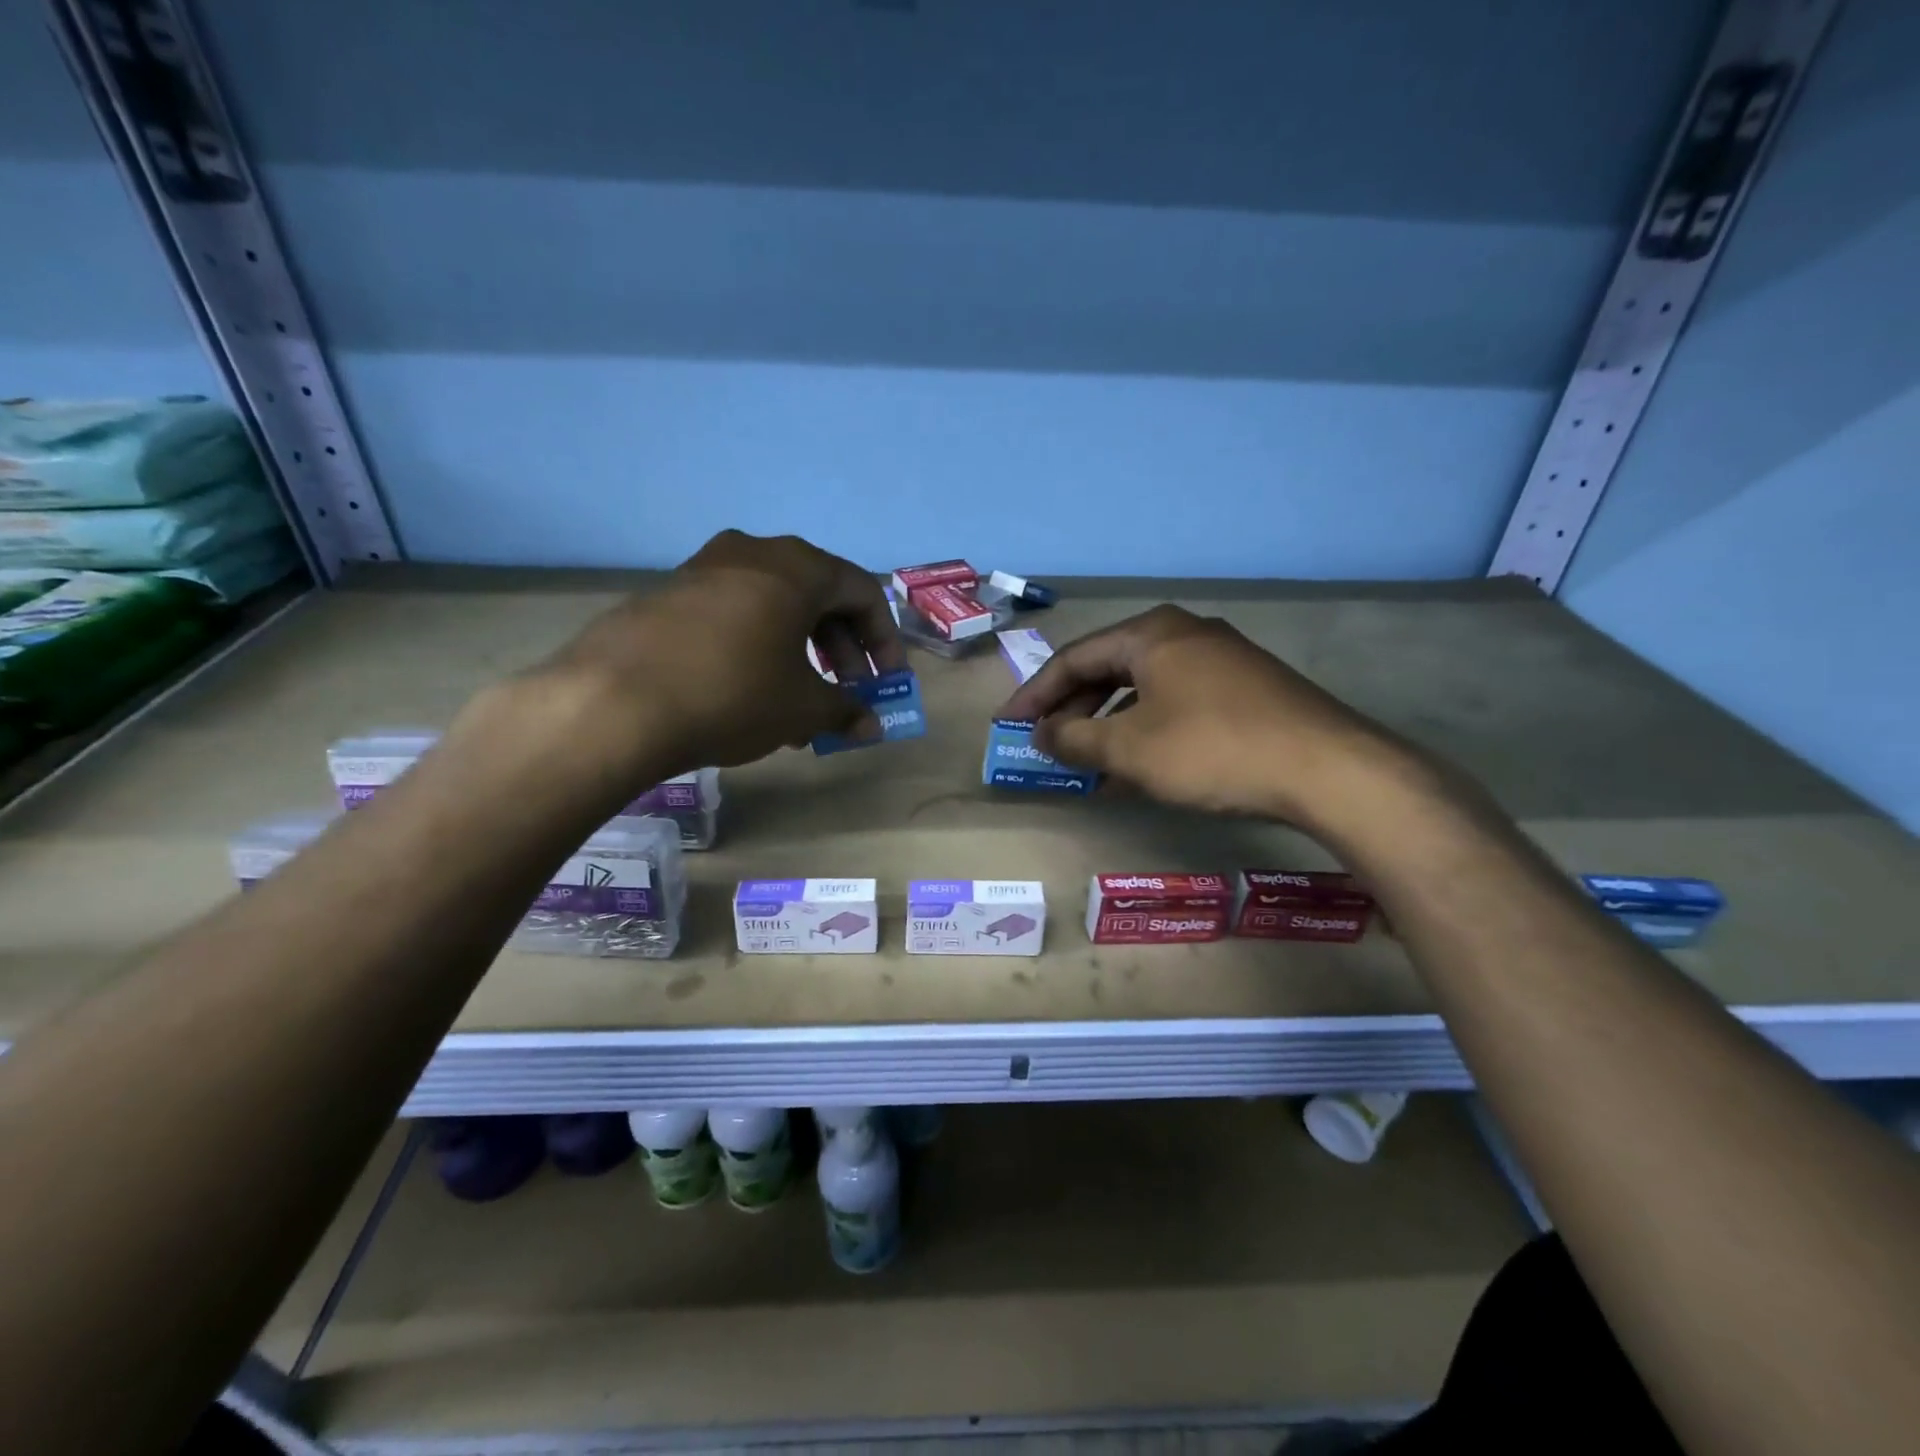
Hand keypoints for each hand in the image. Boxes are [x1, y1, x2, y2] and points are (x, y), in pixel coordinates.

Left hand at [523, 530, 905, 780]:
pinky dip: (757, 649)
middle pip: (818, 596)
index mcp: (797, 567)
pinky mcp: (667, 594)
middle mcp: (753, 553)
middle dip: (840, 650)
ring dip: (799, 654)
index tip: (886, 680)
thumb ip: (845, 711)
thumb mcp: (801, 707)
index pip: (863, 592)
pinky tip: (750, 696)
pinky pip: (733, 615)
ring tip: (799, 705)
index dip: (884, 640)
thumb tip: (872, 726)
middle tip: (845, 693)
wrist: (614, 703)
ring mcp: (704, 569)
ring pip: (774, 607)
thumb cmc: (733, 694)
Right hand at [998, 605, 1413, 829]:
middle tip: (1043, 741)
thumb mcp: (1130, 749)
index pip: (1073, 658)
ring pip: (1143, 687)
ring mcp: (1221, 657)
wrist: (1327, 768)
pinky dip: (1146, 727)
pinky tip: (1139, 762)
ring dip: (1108, 722)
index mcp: (1150, 633)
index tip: (1007, 724)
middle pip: (1108, 667)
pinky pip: (1175, 700)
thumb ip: (1075, 740)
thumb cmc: (1212, 749)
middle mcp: (1183, 633)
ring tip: (1085, 758)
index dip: (1034, 694)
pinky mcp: (1246, 687)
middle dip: (1071, 707)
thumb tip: (1042, 735)